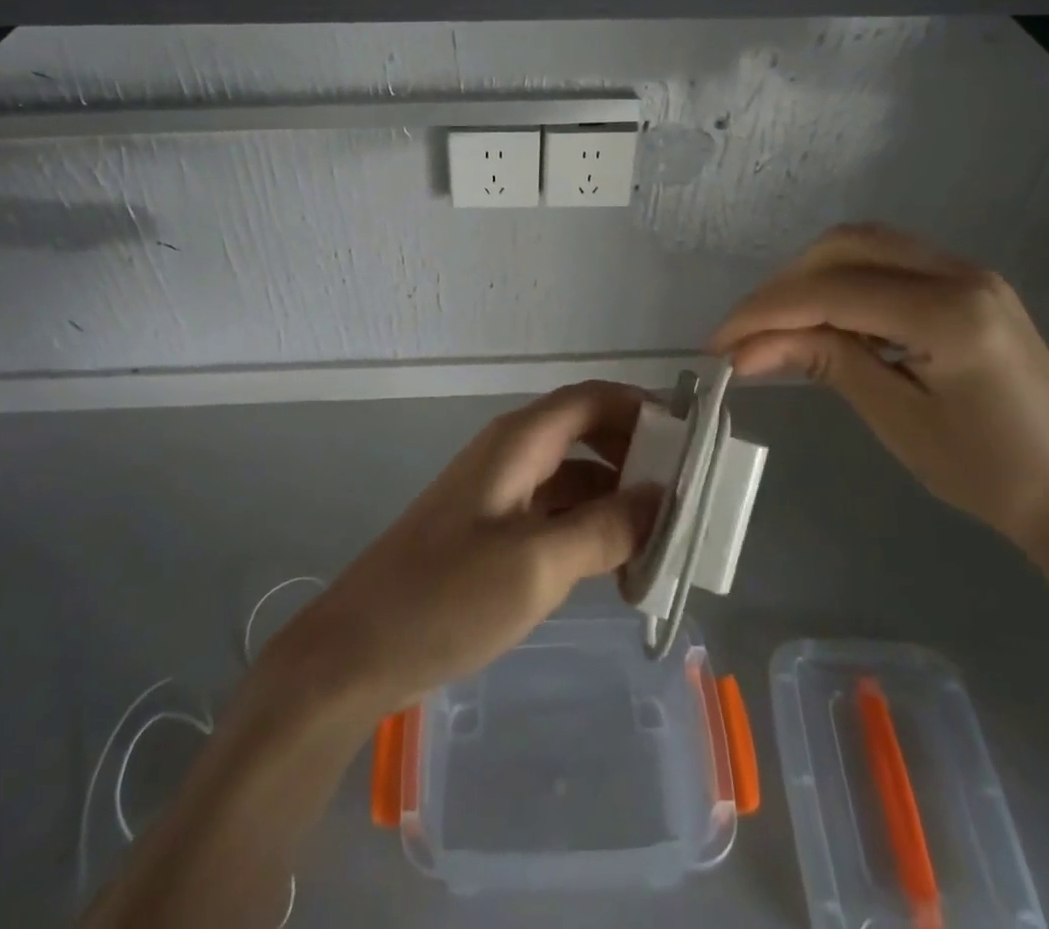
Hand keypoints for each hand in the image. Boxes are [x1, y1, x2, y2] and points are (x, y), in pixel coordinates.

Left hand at [260, 381, 662, 715]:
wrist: (357, 650)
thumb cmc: (447, 598)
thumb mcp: (538, 564)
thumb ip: (605, 527)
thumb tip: (661, 497)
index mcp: (518, 443)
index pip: (591, 398)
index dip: (641, 407)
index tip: (691, 435)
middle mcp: (509, 455)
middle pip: (585, 432)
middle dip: (635, 452)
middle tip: (686, 489)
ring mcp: (497, 493)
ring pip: (571, 475)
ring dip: (615, 494)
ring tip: (663, 531)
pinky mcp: (490, 531)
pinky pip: (553, 511)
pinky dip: (588, 524)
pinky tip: (616, 561)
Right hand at [708, 224, 1048, 561]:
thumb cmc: (990, 474)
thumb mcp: (897, 419)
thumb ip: (824, 362)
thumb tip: (746, 349)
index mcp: (949, 312)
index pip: (832, 291)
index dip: (766, 311)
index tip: (718, 341)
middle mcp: (961, 273)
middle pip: (844, 247)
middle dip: (784, 285)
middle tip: (745, 332)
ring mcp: (970, 273)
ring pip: (865, 246)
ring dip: (811, 277)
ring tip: (775, 325)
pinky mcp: (970, 286)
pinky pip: (889, 262)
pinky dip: (844, 281)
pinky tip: (825, 318)